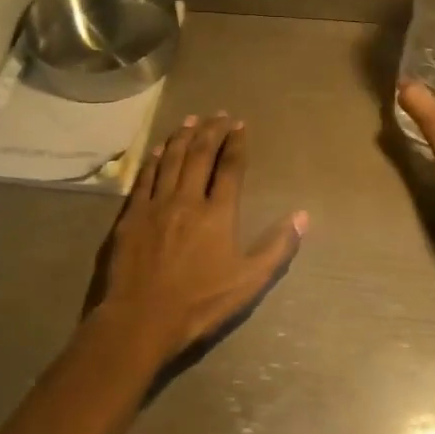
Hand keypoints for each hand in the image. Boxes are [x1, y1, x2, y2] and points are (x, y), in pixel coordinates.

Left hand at [88, 112, 308, 363]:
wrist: (140, 319)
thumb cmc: (199, 303)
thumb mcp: (249, 282)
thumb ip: (277, 247)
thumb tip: (303, 215)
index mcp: (217, 213)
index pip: (230, 168)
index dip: (236, 144)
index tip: (240, 125)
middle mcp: (187, 199)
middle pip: (200, 155)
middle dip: (211, 131)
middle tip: (219, 114)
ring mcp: (156, 204)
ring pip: (171, 160)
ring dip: (183, 137)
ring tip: (191, 120)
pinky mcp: (131, 215)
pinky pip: (144, 177)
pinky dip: (153, 159)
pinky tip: (158, 149)